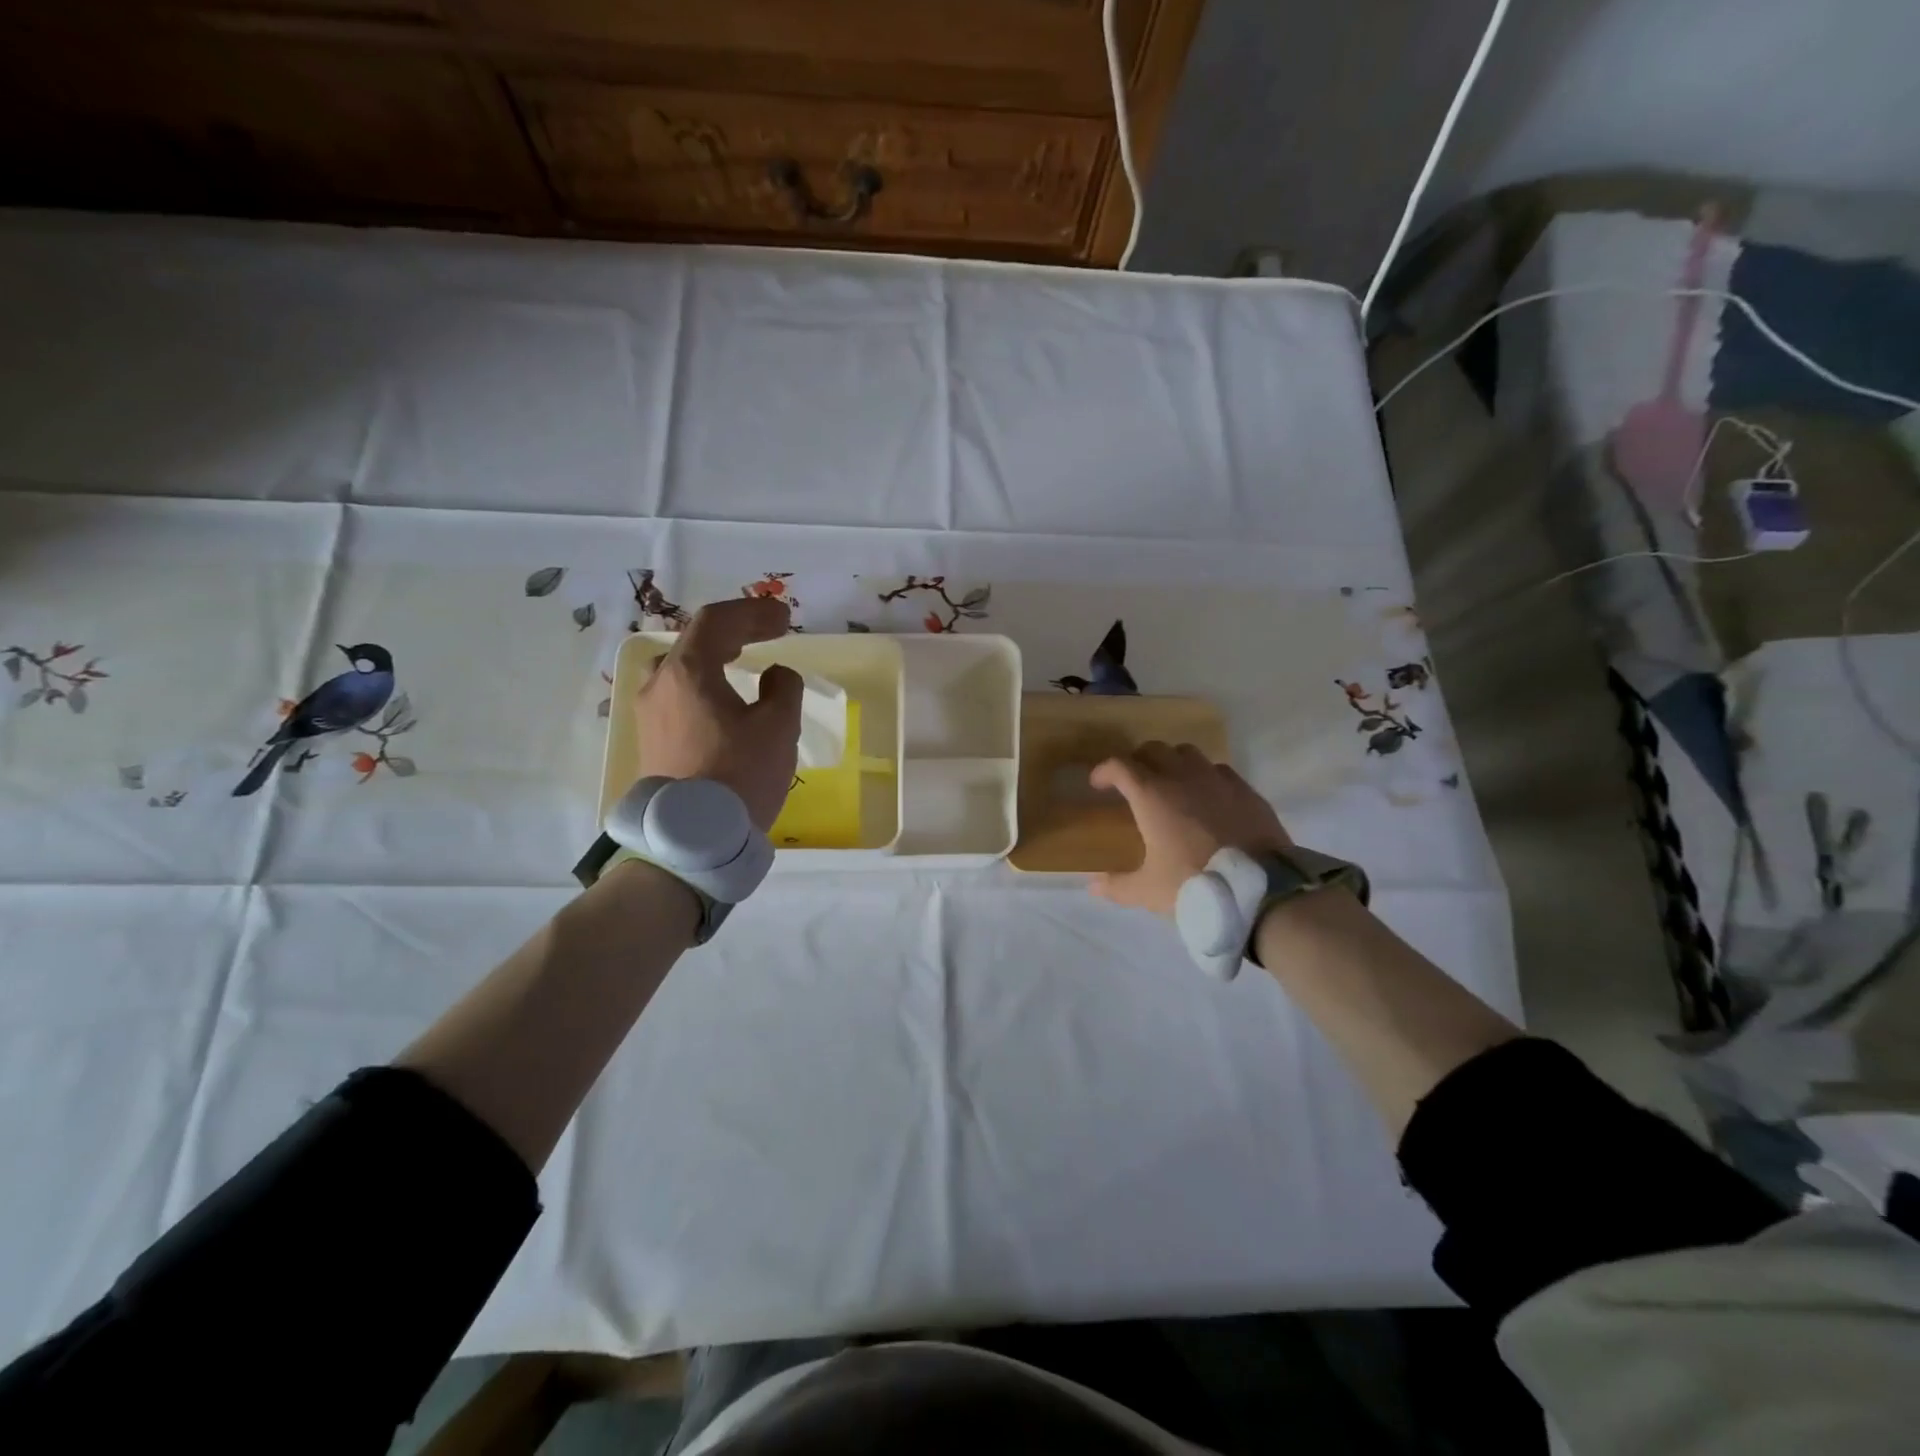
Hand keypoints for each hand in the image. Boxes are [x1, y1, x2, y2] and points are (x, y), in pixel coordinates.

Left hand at [634, 598, 801, 829]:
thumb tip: (774, 676)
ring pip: (682, 670)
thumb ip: (783, 688)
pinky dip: (705, 684)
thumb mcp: (778, 727)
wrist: (692, 840)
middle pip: (695, 641)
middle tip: (768, 633)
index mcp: (688, 672)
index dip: (754, 612)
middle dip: (734, 631)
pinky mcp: (652, 742)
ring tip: (742, 661)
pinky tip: (725, 701)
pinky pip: (679, 696)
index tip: (785, 618)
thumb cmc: (739, 775)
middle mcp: (659, 685)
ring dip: (715, 658)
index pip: (717, 621)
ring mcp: (650, 715)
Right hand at [1089, 742, 1291, 916]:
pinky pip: (1219, 770)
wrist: (1261, 889)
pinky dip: (1205, 776)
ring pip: (1188, 753)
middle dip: (1138, 761)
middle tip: (1132, 782)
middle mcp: (1182, 777)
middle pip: (1154, 750)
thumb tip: (1093, 886)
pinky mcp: (1245, 790)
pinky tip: (1207, 797)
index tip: (1098, 784)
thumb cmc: (1195, 884)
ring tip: (1170, 784)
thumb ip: (1117, 886)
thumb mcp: (1148, 891)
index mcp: (1152, 795)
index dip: (1104, 771)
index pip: (1120, 766)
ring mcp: (1217, 779)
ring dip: (1172, 762)